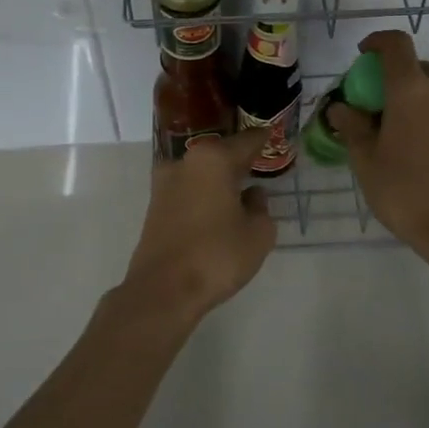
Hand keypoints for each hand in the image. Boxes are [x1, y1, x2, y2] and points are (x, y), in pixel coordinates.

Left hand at [117, 128, 277, 328]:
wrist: (163, 291)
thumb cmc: (217, 255)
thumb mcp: (258, 234)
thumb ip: (261, 208)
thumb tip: (252, 196)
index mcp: (213, 159)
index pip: (247, 141)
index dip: (263, 139)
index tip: (273, 136)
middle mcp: (185, 161)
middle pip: (220, 153)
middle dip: (239, 159)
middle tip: (259, 163)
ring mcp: (165, 183)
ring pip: (201, 172)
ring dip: (219, 178)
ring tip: (240, 188)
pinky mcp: (155, 206)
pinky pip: (188, 190)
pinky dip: (204, 194)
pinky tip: (217, 207)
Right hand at [329, 30, 428, 252]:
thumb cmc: (405, 191)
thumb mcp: (366, 160)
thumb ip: (352, 126)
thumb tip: (341, 108)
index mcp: (411, 90)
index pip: (396, 44)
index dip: (377, 42)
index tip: (362, 55)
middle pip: (415, 67)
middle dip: (391, 76)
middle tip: (372, 103)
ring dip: (412, 96)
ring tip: (394, 129)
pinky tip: (418, 147)